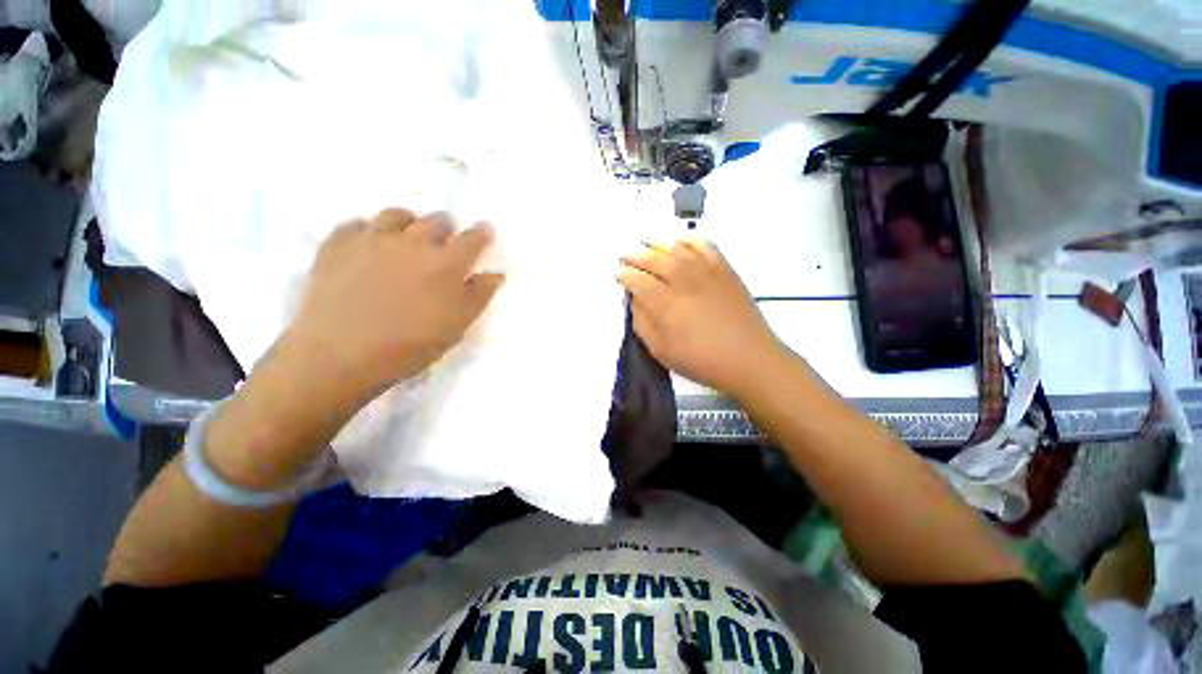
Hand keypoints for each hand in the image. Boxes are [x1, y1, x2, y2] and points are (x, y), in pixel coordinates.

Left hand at [283, 209, 503, 409]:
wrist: (338, 355)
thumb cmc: (409, 346)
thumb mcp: (456, 326)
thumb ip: (479, 295)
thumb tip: (496, 273)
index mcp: (446, 264)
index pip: (472, 239)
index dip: (482, 233)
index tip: (486, 229)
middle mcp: (412, 242)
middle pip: (437, 220)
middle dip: (447, 227)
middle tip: (445, 241)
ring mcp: (372, 239)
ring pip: (397, 214)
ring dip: (410, 222)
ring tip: (407, 238)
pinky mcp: (337, 244)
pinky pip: (358, 223)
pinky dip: (370, 229)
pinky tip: (370, 245)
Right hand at [617, 238, 783, 396]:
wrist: (748, 358)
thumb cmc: (701, 360)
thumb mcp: (661, 351)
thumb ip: (642, 324)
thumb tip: (633, 301)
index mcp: (665, 303)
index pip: (638, 281)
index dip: (625, 275)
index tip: (617, 273)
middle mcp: (683, 280)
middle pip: (653, 260)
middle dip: (635, 256)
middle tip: (625, 256)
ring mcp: (705, 271)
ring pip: (676, 248)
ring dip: (657, 244)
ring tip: (646, 243)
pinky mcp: (724, 269)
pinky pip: (704, 245)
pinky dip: (689, 239)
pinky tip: (680, 241)